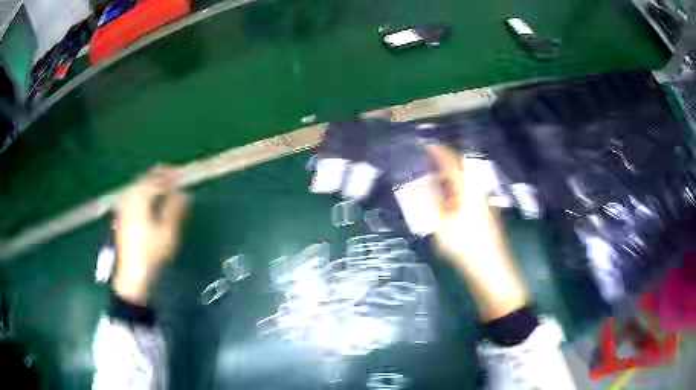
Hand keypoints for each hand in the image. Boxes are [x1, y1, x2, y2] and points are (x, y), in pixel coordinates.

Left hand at [113, 167, 188, 304]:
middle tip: (172, 176)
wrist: (132, 273)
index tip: (181, 174)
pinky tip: (146, 198)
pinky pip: (131, 194)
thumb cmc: (152, 253)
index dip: (170, 175)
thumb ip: (175, 209)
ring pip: (136, 186)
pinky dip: (141, 191)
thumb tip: (184, 192)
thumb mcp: (168, 232)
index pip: (156, 179)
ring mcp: (123, 207)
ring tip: (162, 185)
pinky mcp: (121, 215)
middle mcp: (129, 198)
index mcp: (140, 199)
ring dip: (149, 182)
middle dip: (158, 175)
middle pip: (144, 179)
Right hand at [427, 145, 529, 320]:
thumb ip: (433, 201)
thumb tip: (427, 183)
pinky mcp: (485, 214)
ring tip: (434, 180)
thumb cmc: (466, 247)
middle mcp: (479, 191)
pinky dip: (455, 191)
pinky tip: (448, 201)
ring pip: (466, 183)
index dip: (439, 152)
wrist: (492, 270)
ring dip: (450, 178)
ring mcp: (484, 203)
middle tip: (429, 161)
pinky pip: (468, 194)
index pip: (453, 163)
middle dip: (446, 162)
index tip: (427, 145)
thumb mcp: (442, 225)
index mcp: (469, 190)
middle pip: (462, 170)